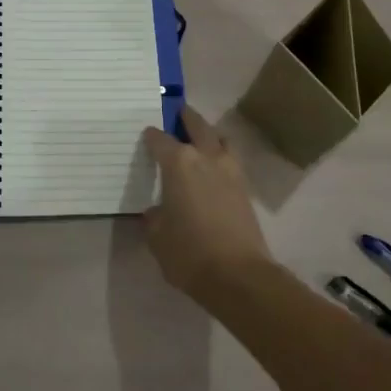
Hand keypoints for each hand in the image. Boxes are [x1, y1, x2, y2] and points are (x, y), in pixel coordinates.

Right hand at [141, 106, 272, 301]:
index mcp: (179, 163)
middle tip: (176, 114)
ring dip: (208, 134)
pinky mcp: (245, 188)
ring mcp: (230, 170)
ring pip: (219, 139)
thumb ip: (155, 216)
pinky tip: (211, 169)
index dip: (151, 136)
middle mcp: (206, 157)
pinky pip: (229, 159)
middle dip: (185, 118)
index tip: (146, 136)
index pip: (160, 139)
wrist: (238, 275)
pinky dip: (219, 156)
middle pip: (196, 125)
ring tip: (198, 140)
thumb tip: (159, 210)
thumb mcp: (157, 236)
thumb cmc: (189, 252)